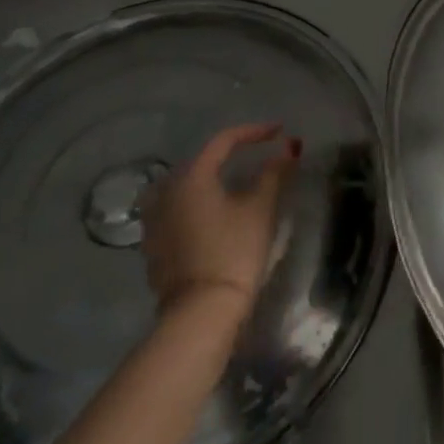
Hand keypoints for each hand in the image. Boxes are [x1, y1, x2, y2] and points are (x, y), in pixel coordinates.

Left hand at [141, 122, 298, 319]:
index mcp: (191, 176)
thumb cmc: (234, 252)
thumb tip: (288, 147)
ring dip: (213, 178)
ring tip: (238, 180)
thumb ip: (274, 172)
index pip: (224, 141)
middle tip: (260, 152)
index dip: (254, 132)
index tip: (279, 131)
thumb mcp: (260, 208)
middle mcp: (166, 191)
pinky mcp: (154, 245)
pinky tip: (216, 211)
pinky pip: (178, 209)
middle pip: (202, 160)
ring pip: (187, 186)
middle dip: (232, 153)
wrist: (200, 312)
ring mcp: (154, 220)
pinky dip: (199, 201)